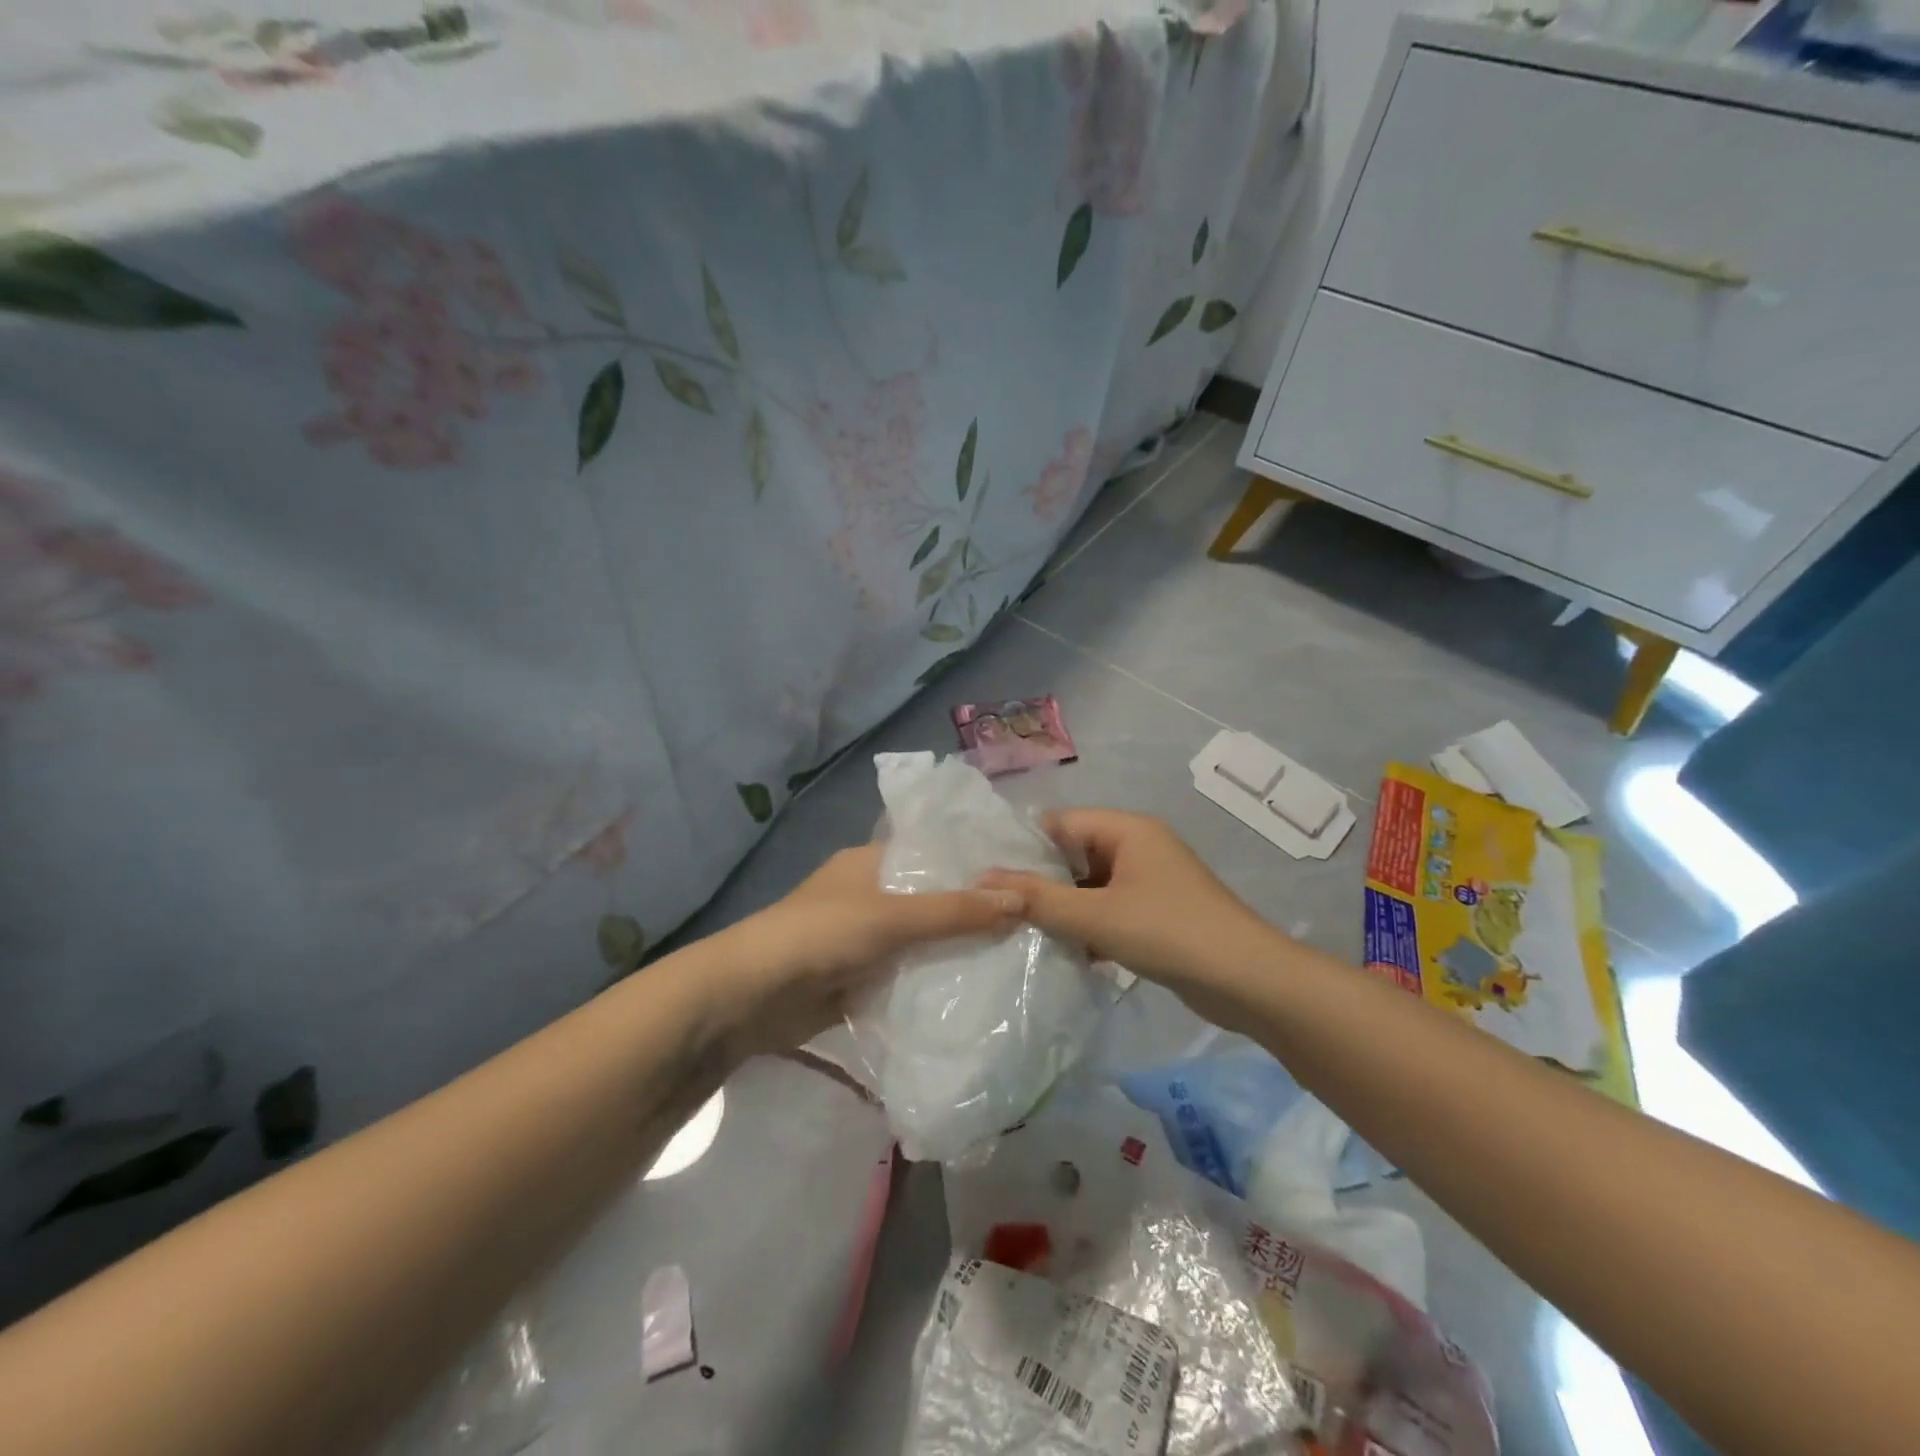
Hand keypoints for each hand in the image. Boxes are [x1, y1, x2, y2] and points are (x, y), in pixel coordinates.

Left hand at [716, 844, 1021, 1053]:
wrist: (750, 997)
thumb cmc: (820, 935)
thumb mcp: (891, 917)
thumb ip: (954, 912)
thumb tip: (1021, 900)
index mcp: (870, 862)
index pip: (932, 852)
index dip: (972, 862)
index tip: (1022, 874)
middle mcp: (869, 894)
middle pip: (930, 899)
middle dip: (970, 912)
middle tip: (1029, 921)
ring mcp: (863, 939)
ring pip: (920, 940)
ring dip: (953, 951)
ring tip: (1015, 956)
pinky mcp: (859, 979)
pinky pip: (906, 976)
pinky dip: (932, 983)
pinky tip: (975, 991)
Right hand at [978, 809, 1279, 1020]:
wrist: (1249, 982)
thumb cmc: (1170, 933)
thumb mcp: (1096, 916)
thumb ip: (1038, 899)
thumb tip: (982, 880)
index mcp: (1127, 829)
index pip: (1060, 823)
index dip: (1023, 847)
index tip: (986, 876)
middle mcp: (1138, 846)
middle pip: (1074, 853)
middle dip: (1040, 881)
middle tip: (998, 907)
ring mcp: (1149, 881)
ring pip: (1089, 886)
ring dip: (1062, 908)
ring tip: (1020, 932)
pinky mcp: (1156, 913)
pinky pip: (1108, 909)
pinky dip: (1087, 926)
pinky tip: (1062, 951)